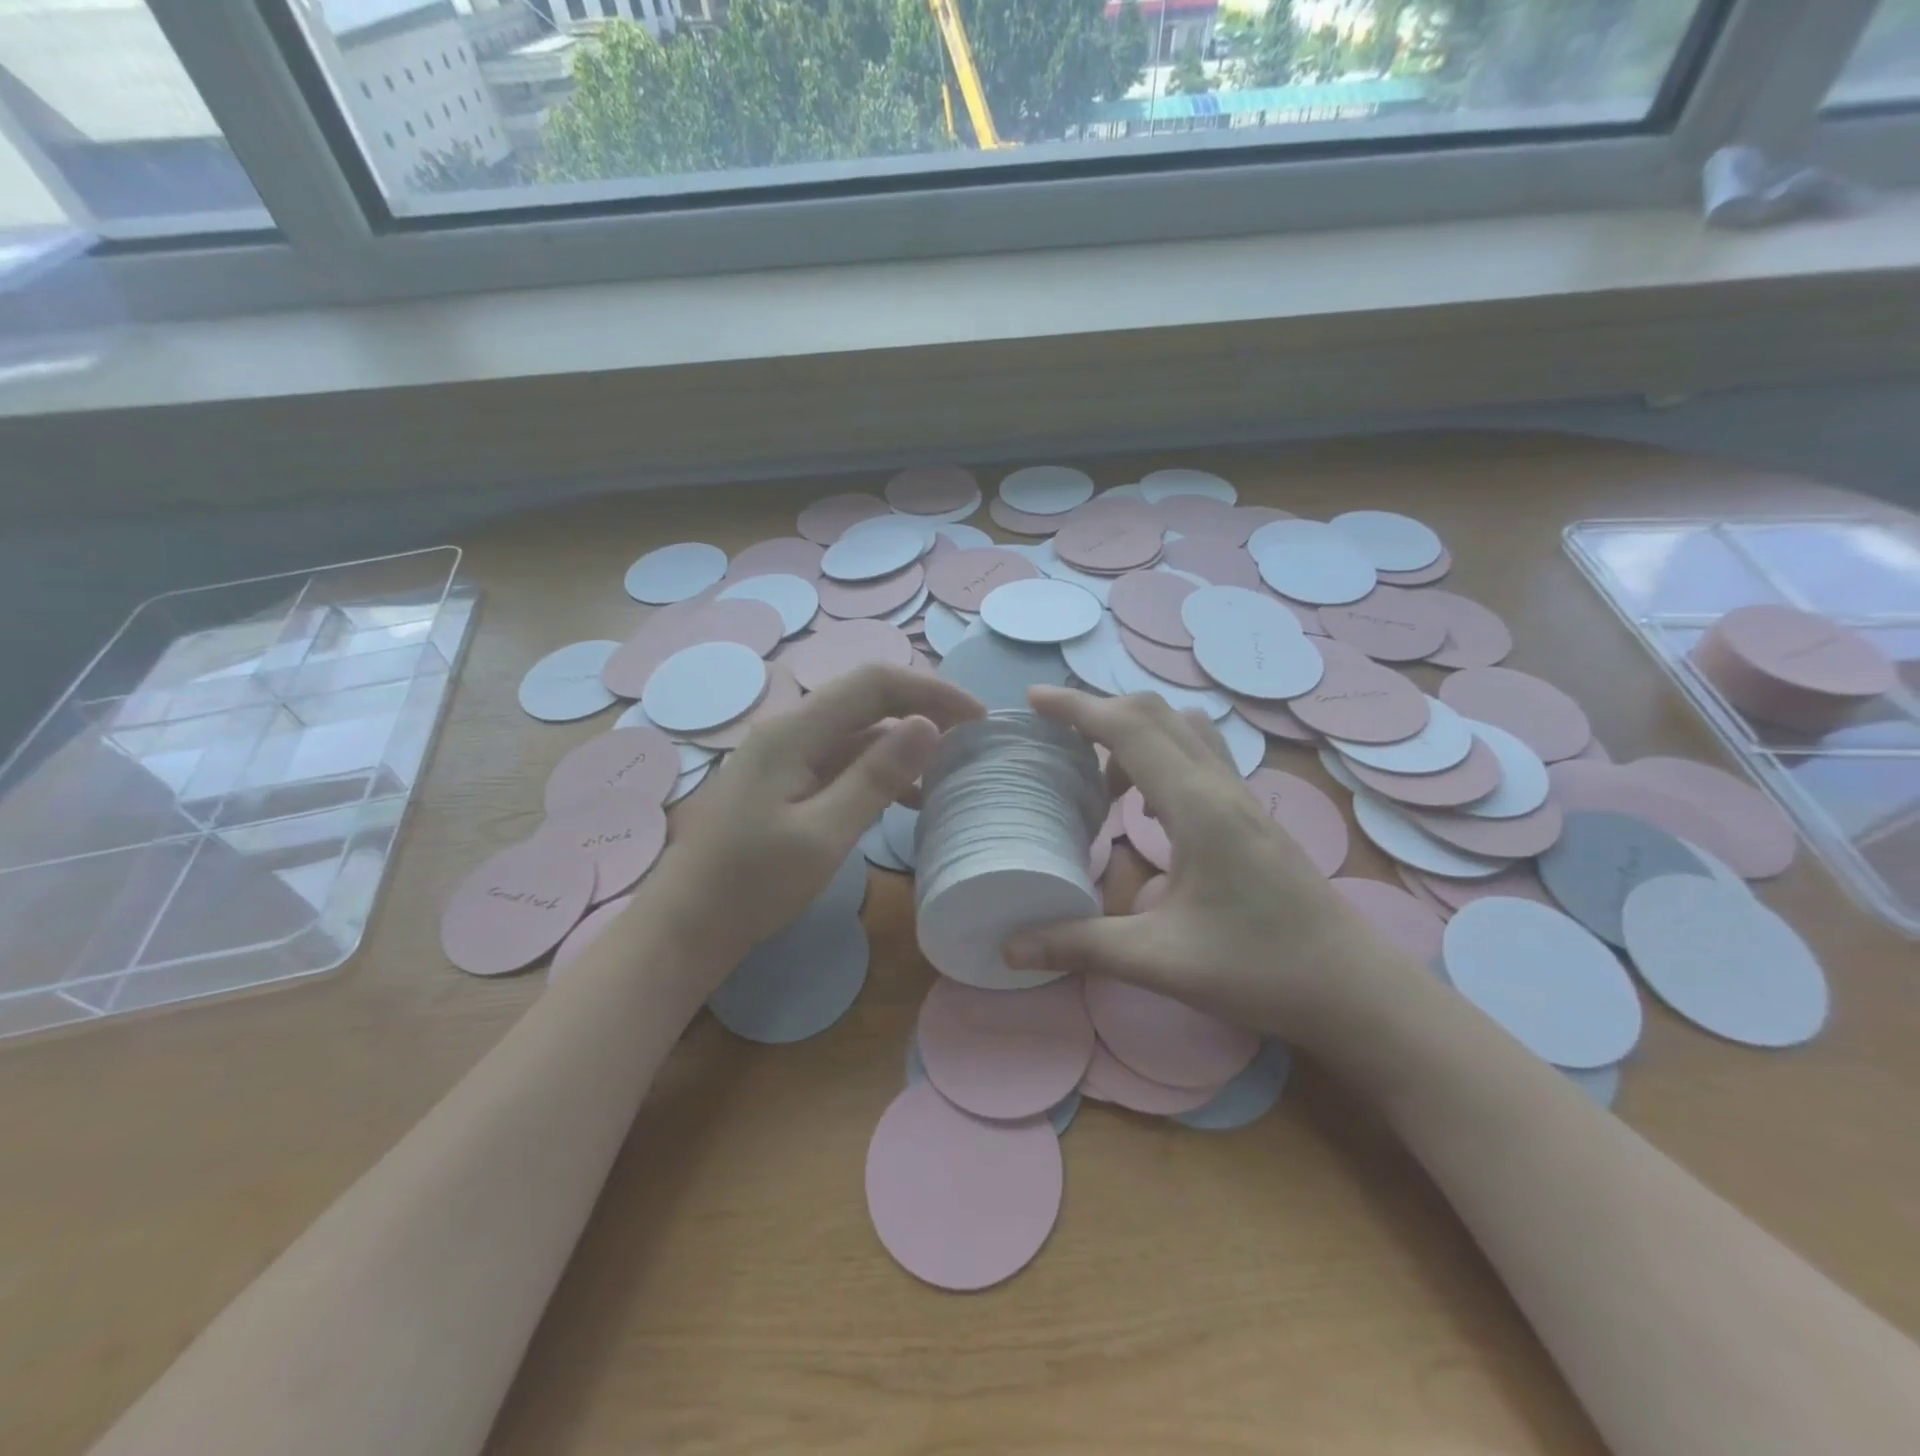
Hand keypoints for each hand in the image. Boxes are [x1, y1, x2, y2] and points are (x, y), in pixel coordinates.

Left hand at [635, 664, 984, 970]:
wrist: (687, 926)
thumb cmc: (752, 885)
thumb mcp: (824, 835)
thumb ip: (876, 777)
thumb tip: (927, 725)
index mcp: (795, 732)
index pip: (874, 683)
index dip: (931, 691)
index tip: (978, 719)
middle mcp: (789, 730)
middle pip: (866, 698)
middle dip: (922, 709)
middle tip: (969, 739)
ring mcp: (784, 755)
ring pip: (856, 730)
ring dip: (903, 742)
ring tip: (946, 771)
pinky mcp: (784, 781)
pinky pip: (841, 759)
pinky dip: (879, 769)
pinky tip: (905, 799)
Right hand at [1004, 688, 1370, 1041]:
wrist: (1356, 990)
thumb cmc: (1261, 969)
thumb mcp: (1160, 960)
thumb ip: (1081, 945)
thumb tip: (1010, 945)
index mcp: (1198, 806)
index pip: (1130, 729)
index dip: (1077, 707)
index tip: (1033, 700)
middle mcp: (1221, 786)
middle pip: (1156, 714)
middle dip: (1100, 713)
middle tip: (1057, 739)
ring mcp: (1242, 797)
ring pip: (1183, 731)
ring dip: (1135, 735)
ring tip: (1102, 782)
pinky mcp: (1252, 815)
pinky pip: (1199, 758)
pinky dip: (1160, 759)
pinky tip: (1150, 812)